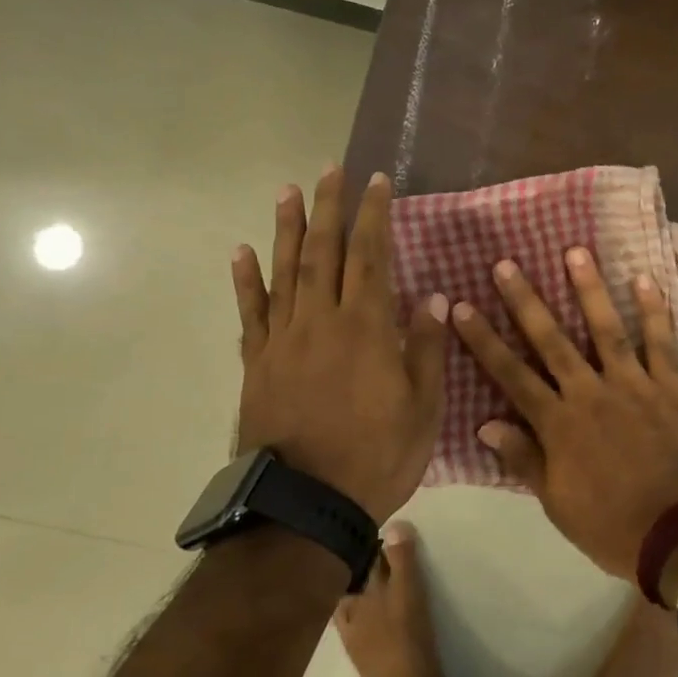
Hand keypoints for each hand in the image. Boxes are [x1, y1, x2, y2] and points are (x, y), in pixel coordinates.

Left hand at [231, 167, 447, 523]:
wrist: (304, 506)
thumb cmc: (376, 457)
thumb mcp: (422, 409)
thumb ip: (425, 349)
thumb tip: (433, 297)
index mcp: (367, 329)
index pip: (371, 256)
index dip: (374, 216)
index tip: (378, 182)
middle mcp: (322, 322)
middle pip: (324, 252)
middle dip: (329, 208)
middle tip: (331, 170)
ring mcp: (284, 341)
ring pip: (286, 272)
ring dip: (288, 229)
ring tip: (288, 191)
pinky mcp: (258, 364)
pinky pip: (251, 313)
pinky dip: (247, 280)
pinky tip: (243, 252)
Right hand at [451, 247, 677, 580]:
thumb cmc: (612, 526)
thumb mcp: (557, 504)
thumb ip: (524, 459)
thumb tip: (485, 424)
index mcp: (559, 424)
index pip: (511, 375)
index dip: (484, 340)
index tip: (462, 306)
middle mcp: (591, 393)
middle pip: (552, 340)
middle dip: (525, 301)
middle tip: (506, 264)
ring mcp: (634, 385)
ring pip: (606, 329)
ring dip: (589, 289)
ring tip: (575, 251)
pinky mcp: (671, 387)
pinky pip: (662, 343)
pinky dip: (655, 311)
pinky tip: (645, 280)